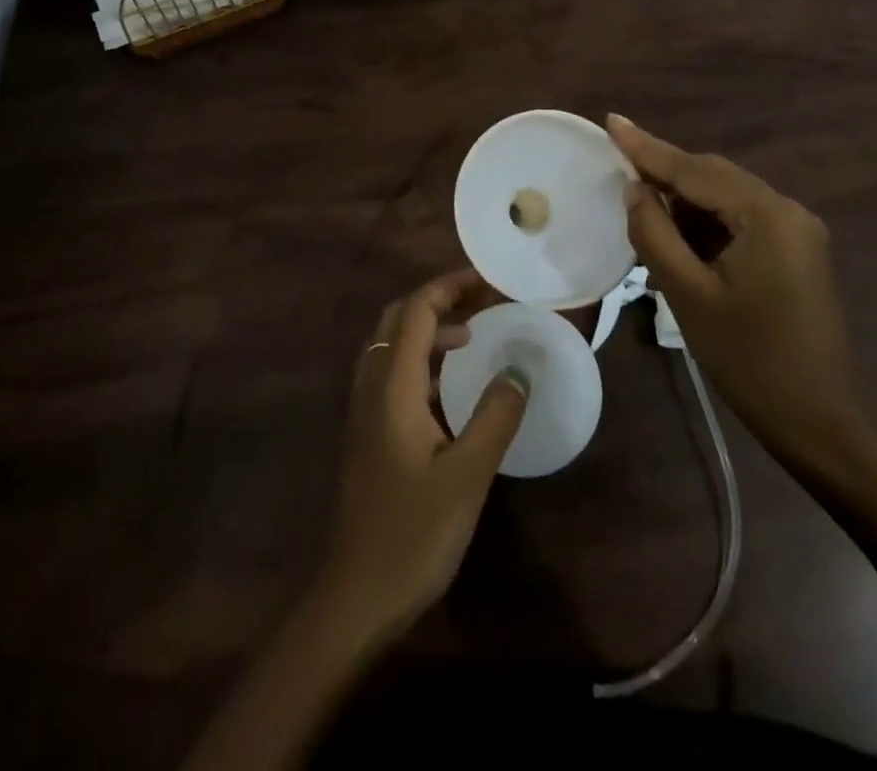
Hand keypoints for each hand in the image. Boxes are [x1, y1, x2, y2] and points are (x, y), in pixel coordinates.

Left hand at [316, 269, 527, 646]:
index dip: (449, 287)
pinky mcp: (367, 430)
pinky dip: (420, 357)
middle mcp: (371, 385)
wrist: (357, 594)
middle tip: (482, 302)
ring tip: (473, 336)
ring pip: (391, 344)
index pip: (416, 311)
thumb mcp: (468, 474)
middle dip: (438, 300)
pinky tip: (448, 384)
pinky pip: (391, 371)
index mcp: (392, 385)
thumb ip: (495, 415)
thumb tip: (520, 368)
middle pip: (398, 319)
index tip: (488, 281)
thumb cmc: (414, 533)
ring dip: (428, 328)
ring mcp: (364, 408)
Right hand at [607, 115, 876, 480]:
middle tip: (615, 161)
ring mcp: (795, 233)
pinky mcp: (793, 255)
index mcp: (767, 215)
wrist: (823, 425)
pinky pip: (739, 223)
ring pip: (725, 200)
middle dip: (664, 172)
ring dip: (682, 203)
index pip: (695, 170)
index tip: (612, 122)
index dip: (647, 148)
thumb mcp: (689, 295)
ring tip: (637, 207)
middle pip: (713, 177)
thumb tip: (633, 188)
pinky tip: (675, 239)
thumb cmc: (750, 360)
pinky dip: (703, 226)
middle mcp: (787, 211)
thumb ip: (655, 233)